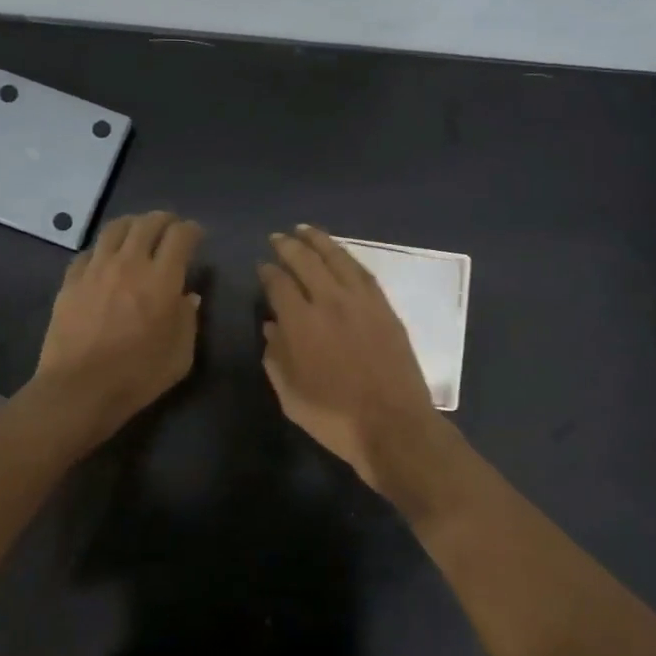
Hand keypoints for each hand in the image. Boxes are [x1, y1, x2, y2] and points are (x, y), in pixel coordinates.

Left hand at [34, 211, 203, 448]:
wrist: (79, 389)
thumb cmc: (138, 375)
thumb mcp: (181, 354)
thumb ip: (188, 320)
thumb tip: (187, 297)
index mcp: (162, 279)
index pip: (181, 236)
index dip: (192, 230)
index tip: (197, 236)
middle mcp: (130, 263)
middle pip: (148, 223)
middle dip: (164, 220)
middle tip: (171, 228)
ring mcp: (96, 269)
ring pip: (115, 229)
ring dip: (133, 225)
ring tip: (138, 232)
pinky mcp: (71, 281)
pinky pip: (89, 252)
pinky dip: (104, 249)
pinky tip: (106, 260)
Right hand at [258, 225, 456, 499]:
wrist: (393, 425)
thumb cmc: (334, 418)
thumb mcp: (290, 396)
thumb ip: (276, 357)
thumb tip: (271, 327)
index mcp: (301, 323)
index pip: (279, 284)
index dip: (267, 272)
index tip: (261, 266)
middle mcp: (330, 302)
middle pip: (306, 261)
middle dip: (288, 246)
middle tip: (278, 238)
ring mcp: (362, 302)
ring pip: (337, 258)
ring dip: (319, 241)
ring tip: (305, 230)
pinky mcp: (385, 308)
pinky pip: (363, 272)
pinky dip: (347, 258)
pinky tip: (340, 254)